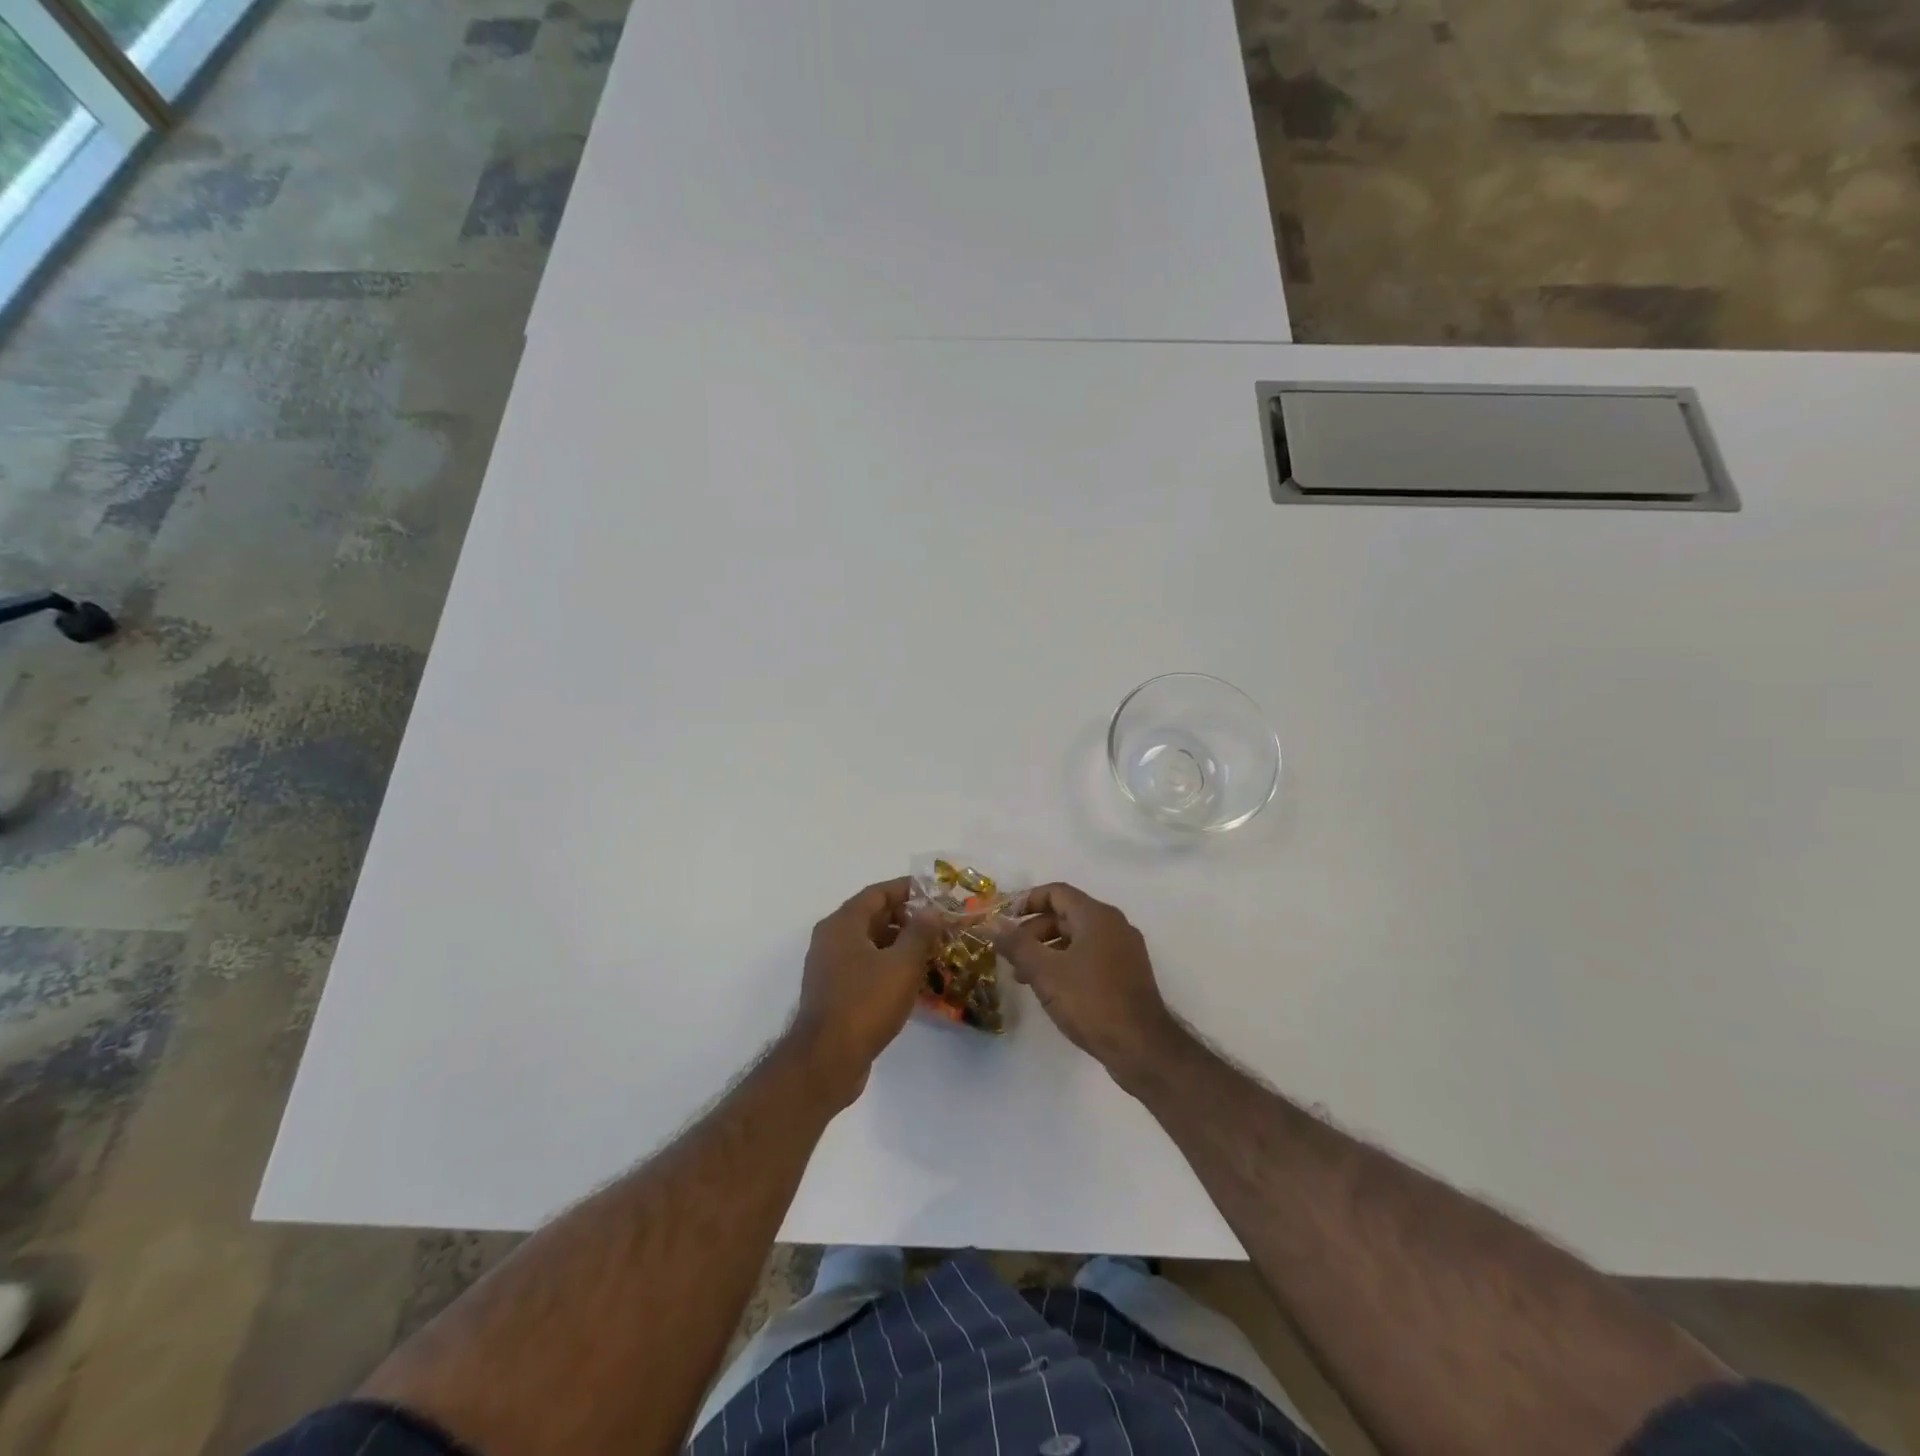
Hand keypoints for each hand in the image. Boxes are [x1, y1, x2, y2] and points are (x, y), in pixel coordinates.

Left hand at [791, 878, 936, 1104]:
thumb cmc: (865, 1004)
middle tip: (937, 924)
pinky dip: (887, 966)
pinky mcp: (833, 993)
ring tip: (931, 951)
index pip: (877, 893)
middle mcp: (830, 939)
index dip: (906, 889)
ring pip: (868, 944)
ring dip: (898, 944)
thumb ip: (920, 933)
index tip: (934, 893)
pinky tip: (911, 980)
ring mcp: (829, 967)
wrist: (827, 1060)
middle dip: (905, 918)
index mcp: (842, 924)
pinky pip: (864, 967)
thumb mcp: (902, 965)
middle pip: (872, 917)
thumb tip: (932, 911)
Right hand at [994, 882, 1183, 1088]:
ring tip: (1024, 977)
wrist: (1143, 1048)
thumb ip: (1016, 944)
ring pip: (1078, 937)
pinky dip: (1067, 963)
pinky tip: (1052, 989)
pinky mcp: (1128, 974)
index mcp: (1097, 916)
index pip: (1056, 892)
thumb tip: (991, 922)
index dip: (1026, 901)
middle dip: (1033, 931)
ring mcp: (1124, 950)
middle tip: (1010, 954)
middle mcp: (1114, 925)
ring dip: (1048, 950)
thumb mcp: (1045, 972)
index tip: (1003, 920)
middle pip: (1066, 914)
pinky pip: (1091, 956)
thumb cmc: (1091, 1002)